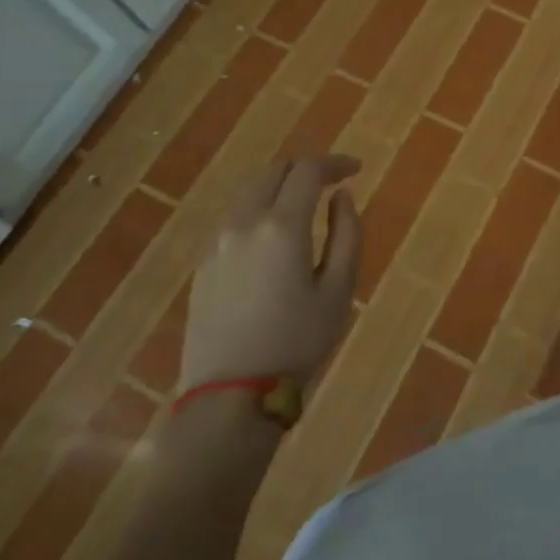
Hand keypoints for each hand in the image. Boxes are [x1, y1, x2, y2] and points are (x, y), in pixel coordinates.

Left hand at [179, 155, 362, 386]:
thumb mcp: (338, 290)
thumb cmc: (297, 343)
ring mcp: (217, 243)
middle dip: (305, 169)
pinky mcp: (203, 265)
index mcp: (282, 225)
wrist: (230, 397)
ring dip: (279, 188)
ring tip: (304, 206)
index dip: (335, 162)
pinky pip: (234, 219)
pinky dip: (259, 211)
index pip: (308, 170)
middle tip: (331, 183)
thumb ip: (346, 234)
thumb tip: (342, 196)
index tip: (356, 169)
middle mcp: (244, 222)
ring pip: (250, 193)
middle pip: (274, 172)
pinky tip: (273, 237)